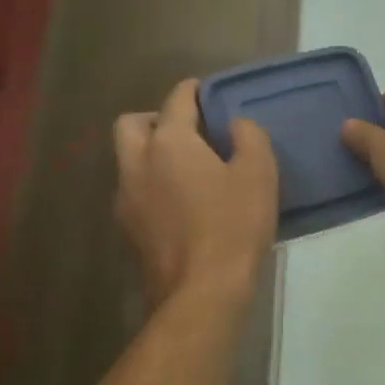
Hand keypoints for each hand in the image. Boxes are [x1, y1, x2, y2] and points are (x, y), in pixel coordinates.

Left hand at [114, 79, 277, 305]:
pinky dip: (151, 185)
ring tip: (186, 170)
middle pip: (132, 125)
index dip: (192, 91)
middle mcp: (137, 164)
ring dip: (151, 155)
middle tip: (188, 132)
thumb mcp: (258, 174)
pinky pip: (134, 192)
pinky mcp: (127, 230)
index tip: (205, 91)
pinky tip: (179, 205)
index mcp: (169, 143)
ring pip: (128, 160)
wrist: (200, 293)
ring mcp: (126, 199)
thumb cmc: (232, 226)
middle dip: (156, 119)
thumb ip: (249, 137)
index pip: (176, 101)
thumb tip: (236, 125)